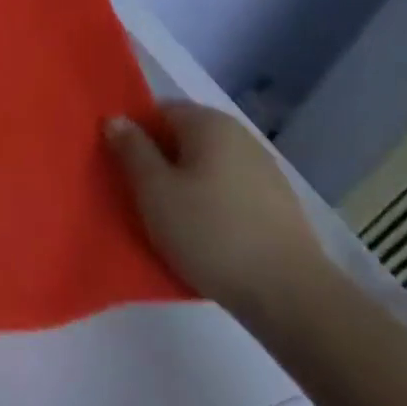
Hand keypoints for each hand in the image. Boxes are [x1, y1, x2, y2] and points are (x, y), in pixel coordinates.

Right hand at [106, 101, 333, 323]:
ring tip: (167, 217)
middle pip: (184, 137)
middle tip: (136, 192)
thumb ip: (132, 149)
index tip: (119, 163)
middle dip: (159, 159)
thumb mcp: (154, 190)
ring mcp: (264, 170)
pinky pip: (228, 190)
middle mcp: (239, 136)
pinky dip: (210, 203)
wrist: (290, 295)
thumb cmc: (210, 232)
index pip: (158, 110)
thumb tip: (116, 119)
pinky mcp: (278, 204)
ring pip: (206, 165)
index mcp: (208, 123)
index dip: (135, 132)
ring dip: (184, 183)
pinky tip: (202, 233)